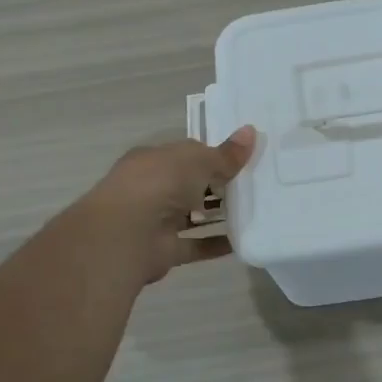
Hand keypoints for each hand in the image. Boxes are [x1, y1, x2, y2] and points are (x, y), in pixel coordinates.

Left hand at [78, 127, 257, 282]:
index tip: (243, 160)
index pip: (187, 154)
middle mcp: (152, 188)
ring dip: (217, 215)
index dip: (214, 155)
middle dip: (218, 185)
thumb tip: (251, 131)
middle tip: (254, 186)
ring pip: (192, 215)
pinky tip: (242, 241)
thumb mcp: (198, 161)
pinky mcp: (165, 250)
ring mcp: (157, 220)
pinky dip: (216, 244)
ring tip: (253, 212)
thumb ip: (225, 154)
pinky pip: (196, 245)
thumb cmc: (160, 183)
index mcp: (154, 159)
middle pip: (190, 184)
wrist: (126, 234)